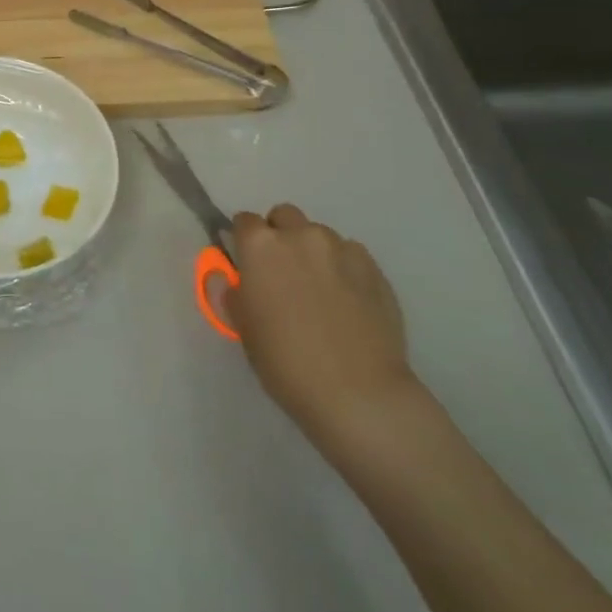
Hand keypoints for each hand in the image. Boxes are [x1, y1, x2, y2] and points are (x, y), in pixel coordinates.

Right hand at [223, 204, 418, 454]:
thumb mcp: (244, 329)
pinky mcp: (375, 270)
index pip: (244, 221)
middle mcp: (300, 236)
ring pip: (320, 235)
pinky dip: (343, 268)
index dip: (243, 241)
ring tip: (320, 289)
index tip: (247, 264)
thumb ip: (236, 294)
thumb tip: (236, 282)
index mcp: (260, 246)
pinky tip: (347, 300)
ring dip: (313, 251)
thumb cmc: (286, 362)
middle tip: (281, 272)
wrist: (359, 394)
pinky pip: (351, 256)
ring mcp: (341, 250)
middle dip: (280, 235)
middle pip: (284, 216)